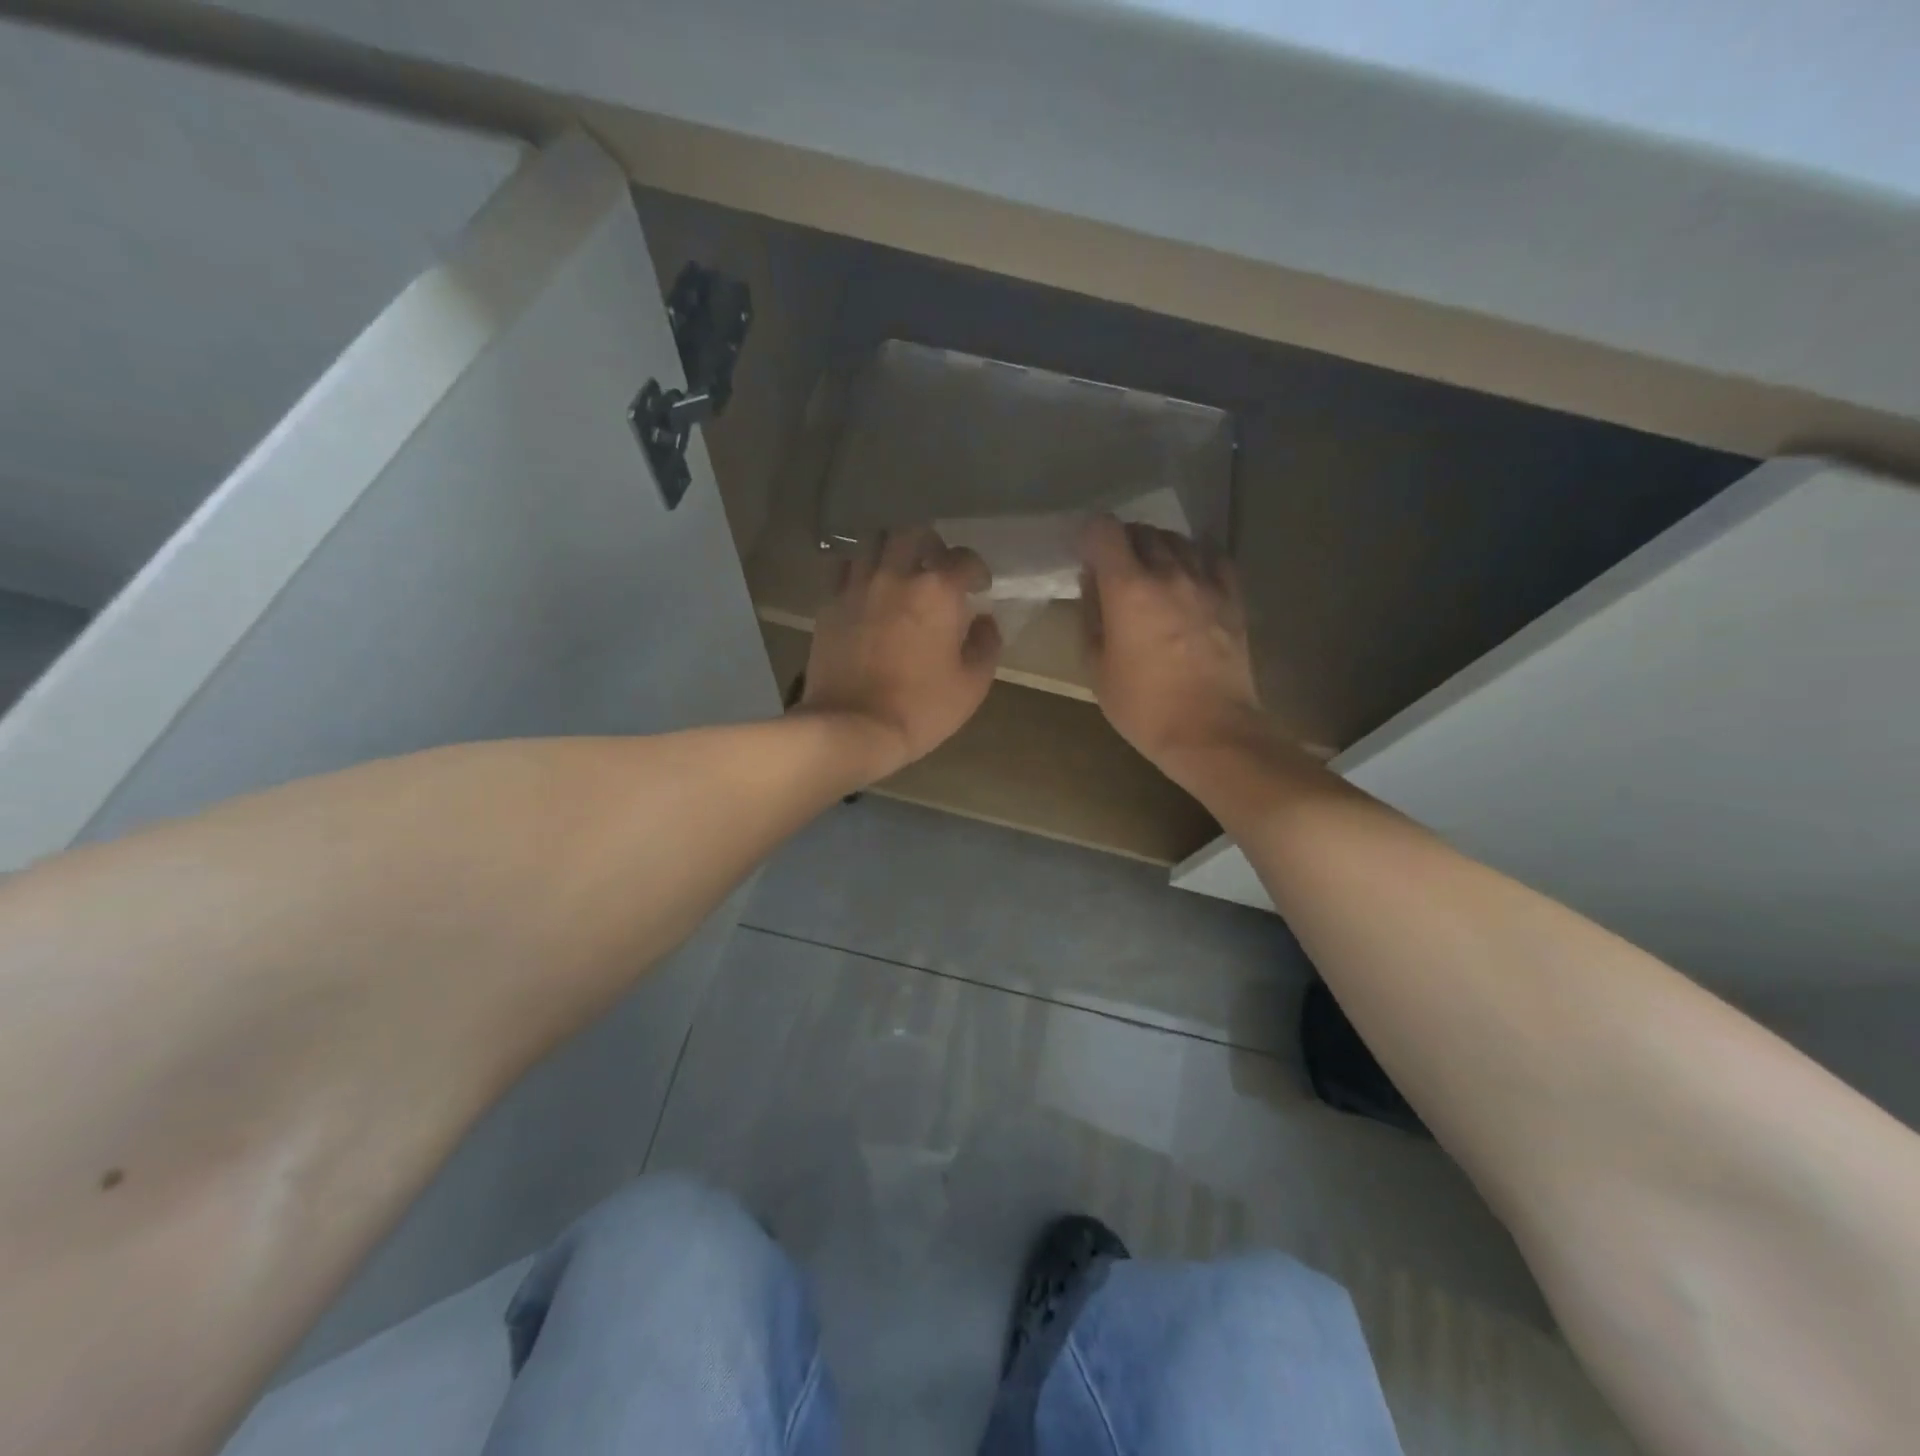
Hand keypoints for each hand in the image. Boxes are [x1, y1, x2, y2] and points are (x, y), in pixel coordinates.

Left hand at [800, 526, 1001, 778]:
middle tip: (935, 568)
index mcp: (938, 591)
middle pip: (914, 533)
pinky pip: (844, 569)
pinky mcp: (829, 604)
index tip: (978, 587)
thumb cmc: (921, 708)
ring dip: (891, 551)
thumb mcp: (971, 685)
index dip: (976, 570)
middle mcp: (896, 575)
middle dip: (931, 544)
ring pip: (873, 542)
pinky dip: (859, 570)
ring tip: (898, 572)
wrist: (853, 727)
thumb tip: (984, 621)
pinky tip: (866, 589)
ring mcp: (857, 586)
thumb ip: (986, 645)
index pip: (964, 558)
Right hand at [1079, 514, 1263, 768]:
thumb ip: (1091, 617)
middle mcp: (1168, 573)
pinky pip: (1213, 557)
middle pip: (1142, 531)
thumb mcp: (1096, 667)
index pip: (1104, 530)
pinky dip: (1195, 556)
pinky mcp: (1232, 597)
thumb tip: (1092, 583)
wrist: (1209, 731)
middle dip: (1122, 541)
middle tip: (1112, 566)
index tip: (1083, 553)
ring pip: (1178, 540)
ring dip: (1157, 546)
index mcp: (1128, 589)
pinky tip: (1189, 572)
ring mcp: (1205, 582)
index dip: (1089, 534)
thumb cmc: (1143, 706)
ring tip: (1150, 569)